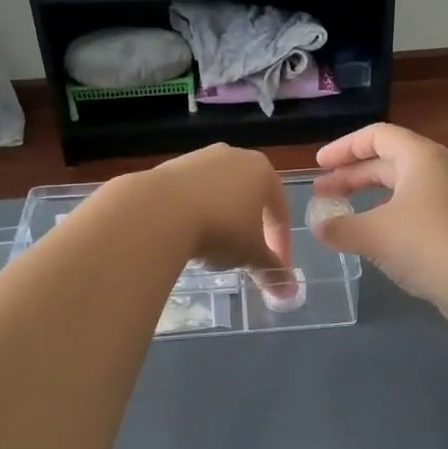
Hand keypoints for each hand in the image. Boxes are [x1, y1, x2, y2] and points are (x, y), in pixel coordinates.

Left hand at [136, 143, 292, 273]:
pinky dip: (195, 213)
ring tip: (213, 248)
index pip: (279, 210)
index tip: (274, 268)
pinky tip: (187, 235)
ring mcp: (200, 158)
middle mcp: (233, 155)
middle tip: (245, 256)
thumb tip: (290, 292)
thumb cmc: (220, 228)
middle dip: (250, 229)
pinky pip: (192, 194)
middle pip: (250, 197)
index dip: (280, 243)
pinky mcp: (170, 166)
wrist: (157, 211)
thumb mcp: (250, 254)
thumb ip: (271, 270)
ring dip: (221, 220)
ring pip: (220, 194)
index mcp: (262, 170)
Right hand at [310, 124, 447, 325]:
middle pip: (388, 162)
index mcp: (420, 157)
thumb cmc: (427, 244)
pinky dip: (390, 217)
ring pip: (403, 189)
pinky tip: (376, 239)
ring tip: (344, 216)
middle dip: (352, 176)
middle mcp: (439, 170)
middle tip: (323, 193)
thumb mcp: (373, 234)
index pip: (377, 136)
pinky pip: (416, 210)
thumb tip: (318, 226)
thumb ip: (339, 227)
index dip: (344, 148)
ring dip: (370, 198)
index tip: (319, 165)